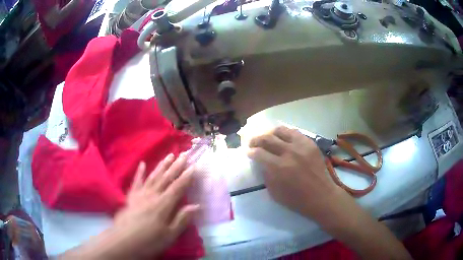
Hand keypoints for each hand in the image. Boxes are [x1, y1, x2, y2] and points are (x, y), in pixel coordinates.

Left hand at [113, 153, 198, 258]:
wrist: (124, 242)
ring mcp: (140, 194)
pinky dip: (139, 172)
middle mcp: (152, 195)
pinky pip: (136, 182)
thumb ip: (182, 219)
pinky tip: (142, 164)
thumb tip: (196, 205)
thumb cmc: (149, 241)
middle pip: (166, 178)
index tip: (194, 165)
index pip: (178, 187)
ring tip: (169, 155)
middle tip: (184, 154)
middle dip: (176, 166)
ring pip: (153, 176)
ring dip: (162, 165)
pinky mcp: (131, 197)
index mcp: (163, 205)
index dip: (187, 176)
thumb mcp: (170, 235)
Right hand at [248, 126, 343, 219]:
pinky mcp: (310, 143)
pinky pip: (295, 132)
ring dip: (270, 133)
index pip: (259, 153)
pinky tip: (283, 138)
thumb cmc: (296, 199)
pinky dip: (285, 134)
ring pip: (281, 130)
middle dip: (256, 140)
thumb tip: (262, 162)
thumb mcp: (274, 192)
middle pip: (267, 138)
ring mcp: (301, 146)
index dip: (251, 152)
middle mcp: (289, 152)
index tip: (248, 153)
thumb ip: (267, 175)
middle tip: (253, 143)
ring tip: (267, 137)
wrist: (321, 196)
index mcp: (279, 167)